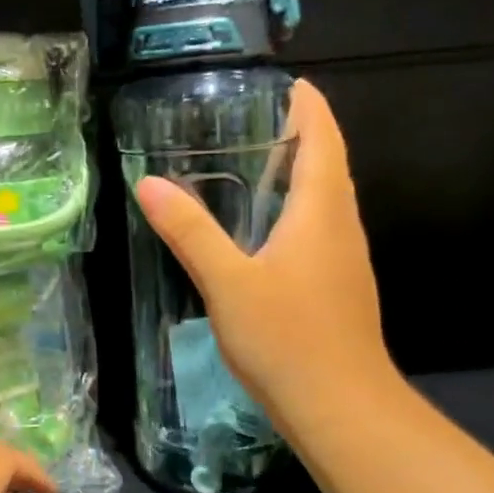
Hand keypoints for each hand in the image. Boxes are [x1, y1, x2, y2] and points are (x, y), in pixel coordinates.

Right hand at [134, 79, 399, 437]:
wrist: (342, 410)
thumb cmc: (288, 338)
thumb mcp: (228, 282)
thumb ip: (189, 232)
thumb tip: (149, 183)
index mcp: (321, 211)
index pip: (324, 139)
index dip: (310, 106)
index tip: (288, 82)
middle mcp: (341, 227)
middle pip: (329, 164)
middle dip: (301, 133)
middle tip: (253, 117)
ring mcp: (344, 260)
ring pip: (326, 199)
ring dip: (299, 172)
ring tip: (254, 162)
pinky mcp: (338, 287)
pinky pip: (320, 229)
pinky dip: (296, 209)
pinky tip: (264, 229)